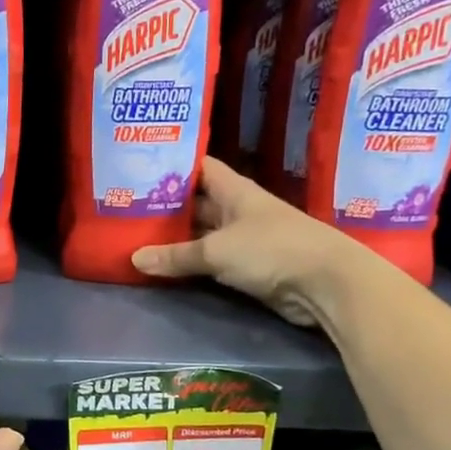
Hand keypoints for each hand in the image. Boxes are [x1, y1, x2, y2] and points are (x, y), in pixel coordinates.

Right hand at [130, 157, 365, 326]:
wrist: (325, 284)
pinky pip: (211, 260)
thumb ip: (175, 256)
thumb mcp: (216, 251)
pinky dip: (190, 263)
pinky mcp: (247, 266)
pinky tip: (163, 265)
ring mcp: (243, 239)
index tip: (139, 168)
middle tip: (125, 209)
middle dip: (165, 206)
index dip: (172, 165)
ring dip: (175, 238)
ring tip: (135, 237)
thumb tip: (135, 259)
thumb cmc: (271, 250)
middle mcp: (237, 210)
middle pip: (196, 202)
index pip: (198, 167)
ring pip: (201, 233)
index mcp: (234, 190)